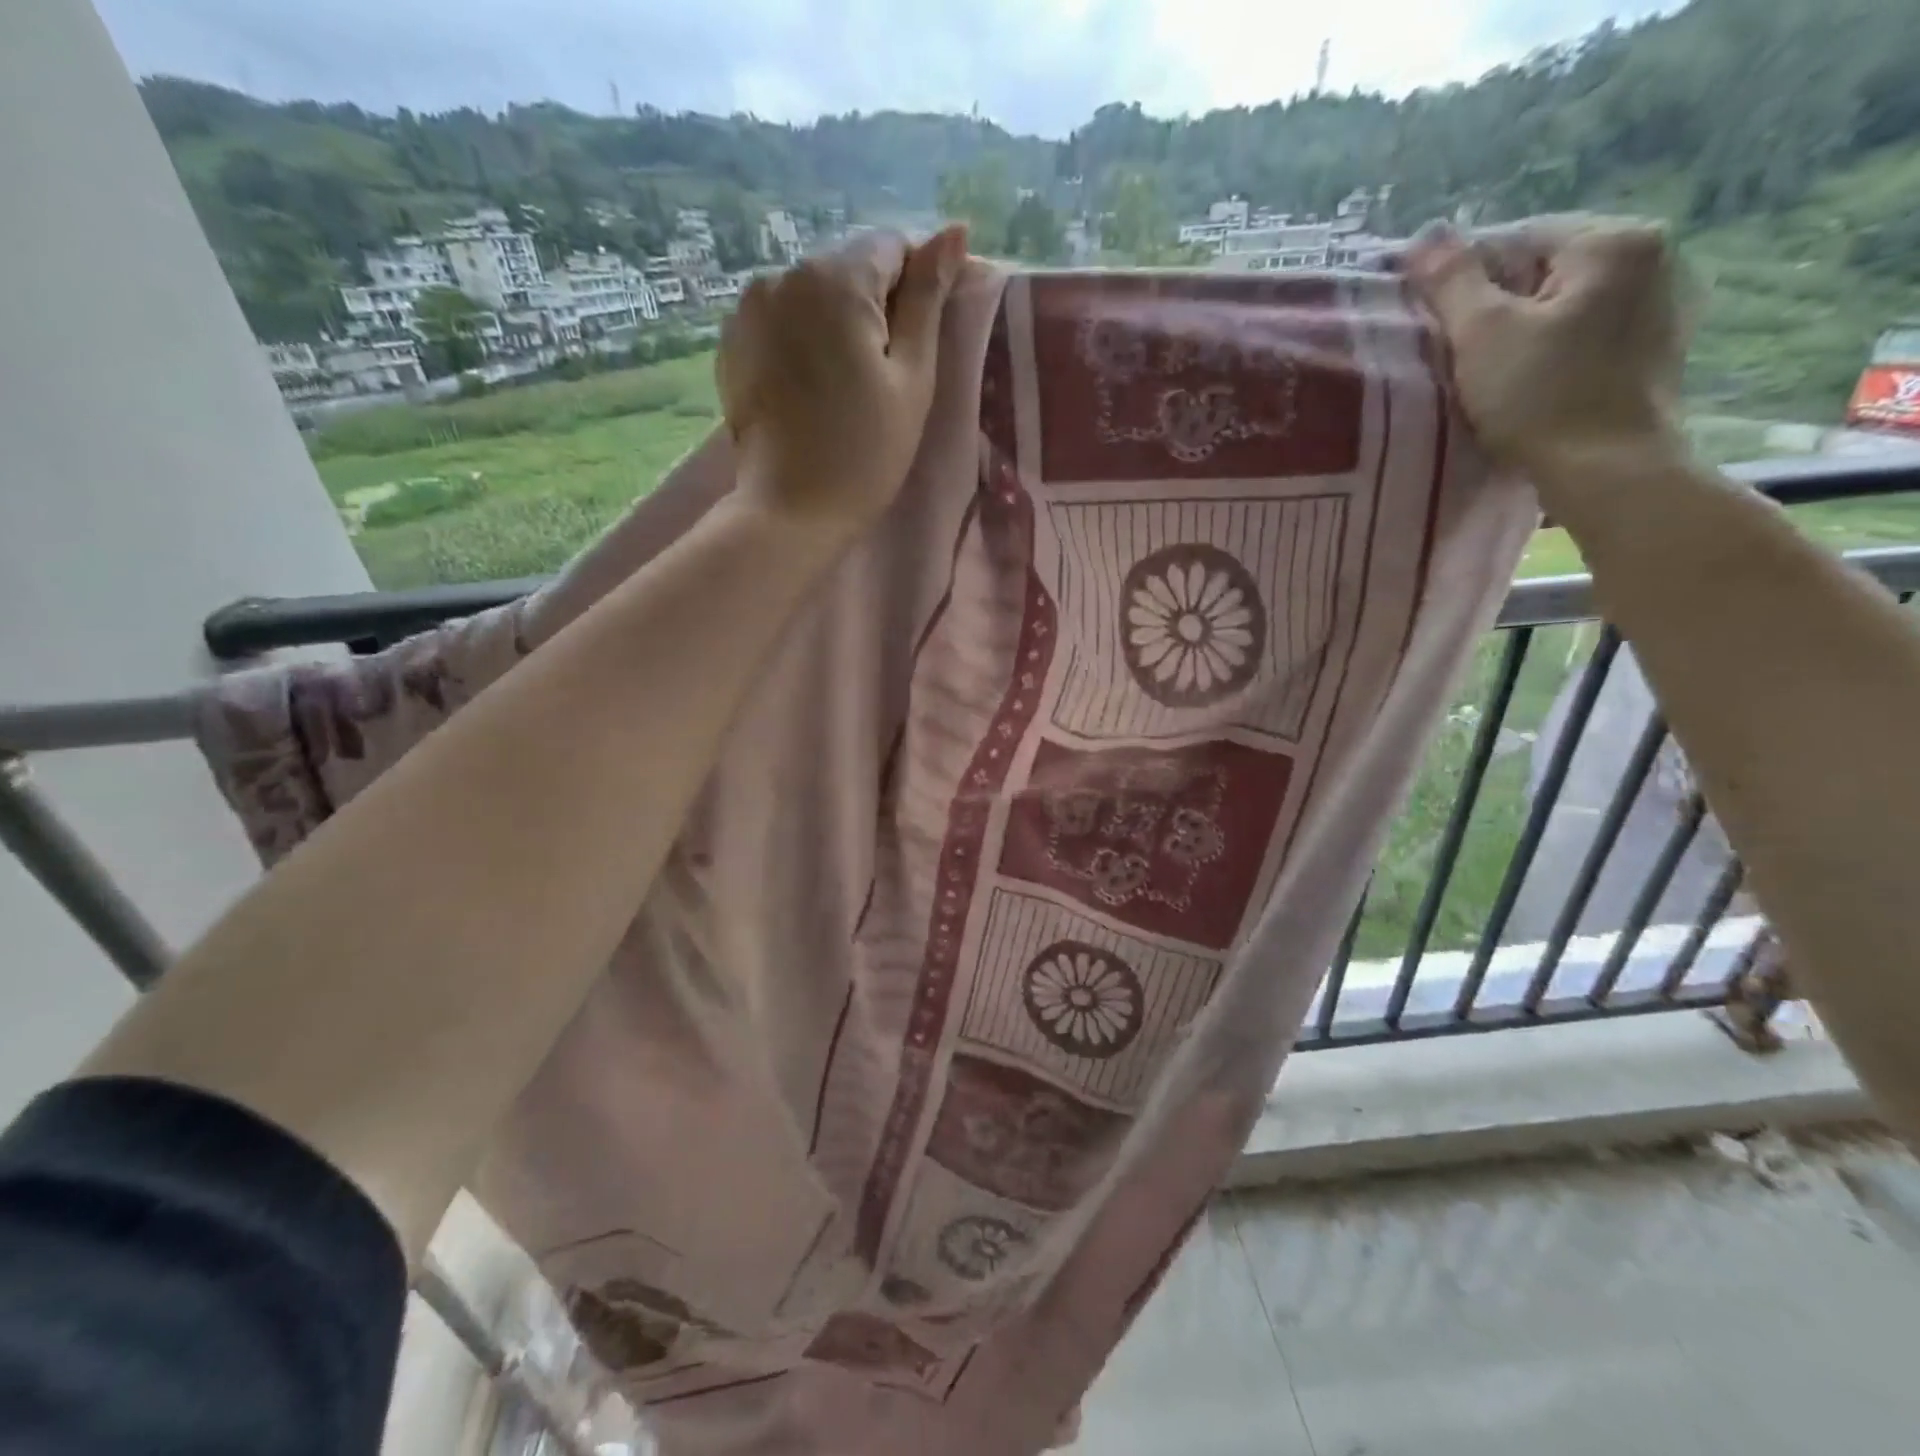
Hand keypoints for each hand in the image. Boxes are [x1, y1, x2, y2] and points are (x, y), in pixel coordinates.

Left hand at [717, 225, 967, 539]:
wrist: (792, 510)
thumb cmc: (866, 451)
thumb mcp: (912, 378)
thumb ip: (929, 299)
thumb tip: (954, 231)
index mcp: (836, 278)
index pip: (892, 246)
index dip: (916, 287)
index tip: (919, 340)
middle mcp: (784, 274)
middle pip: (848, 268)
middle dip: (874, 306)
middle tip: (885, 374)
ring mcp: (749, 307)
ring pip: (813, 294)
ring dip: (836, 322)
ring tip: (845, 385)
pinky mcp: (732, 341)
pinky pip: (782, 321)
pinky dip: (803, 340)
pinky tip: (811, 389)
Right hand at [1407, 217, 1690, 486]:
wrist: (1608, 470)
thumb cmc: (1540, 398)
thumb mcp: (1481, 335)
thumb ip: (1451, 281)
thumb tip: (1424, 234)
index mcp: (1614, 240)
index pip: (1517, 238)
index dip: (1466, 280)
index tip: (1437, 325)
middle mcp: (1654, 255)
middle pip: (1545, 269)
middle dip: (1498, 305)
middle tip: (1461, 354)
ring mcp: (1664, 302)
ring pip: (1567, 302)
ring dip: (1526, 329)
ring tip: (1492, 373)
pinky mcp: (1659, 347)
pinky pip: (1589, 331)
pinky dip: (1556, 349)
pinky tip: (1533, 384)